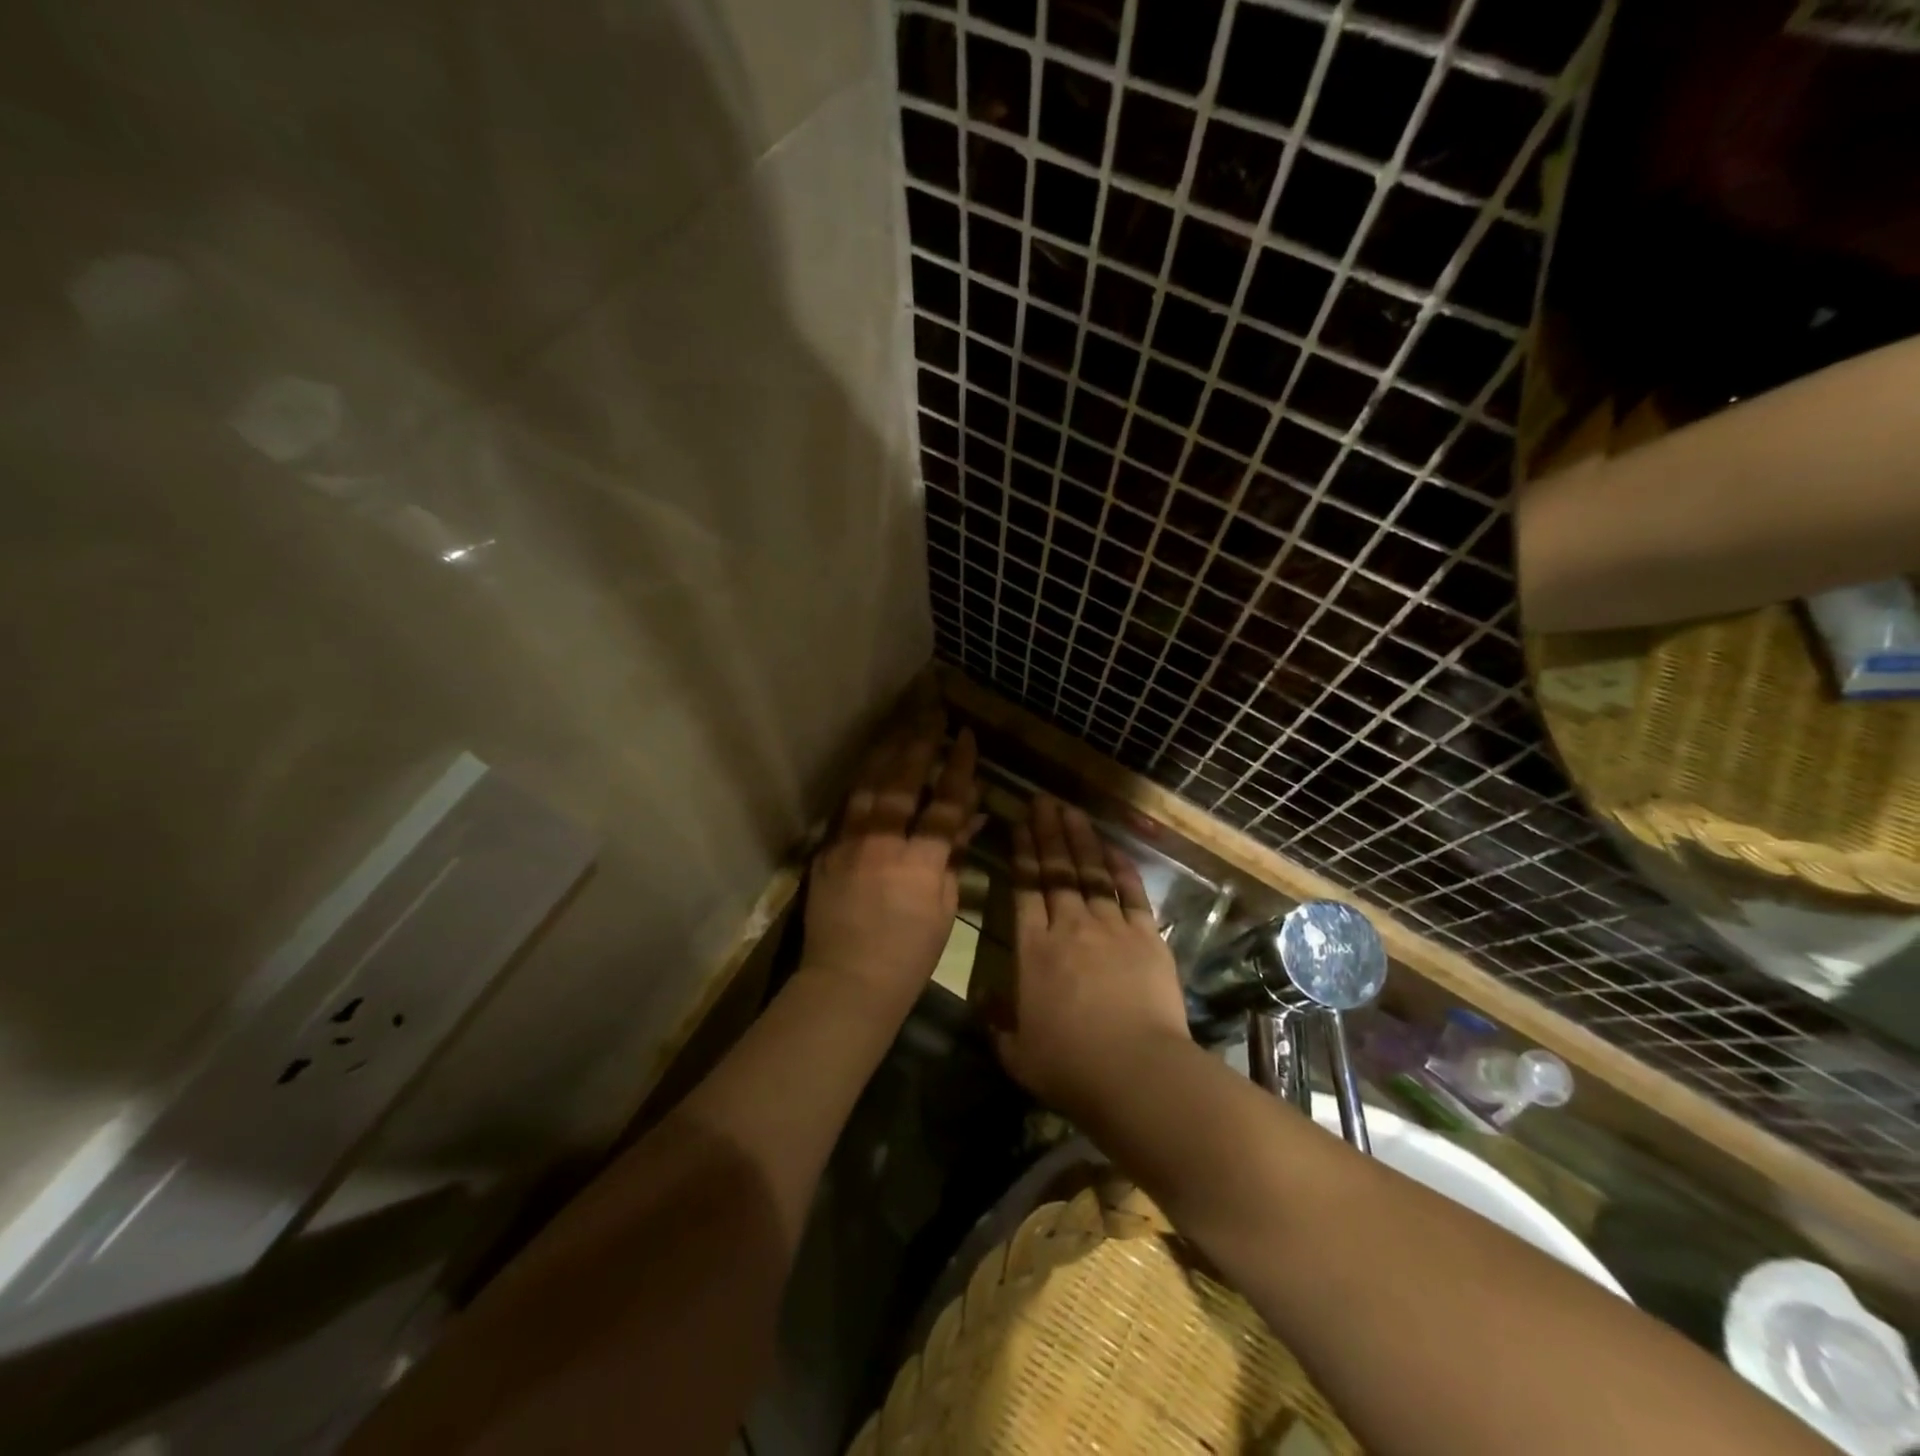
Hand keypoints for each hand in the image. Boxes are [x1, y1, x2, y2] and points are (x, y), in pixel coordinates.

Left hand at [800, 723, 980, 1018]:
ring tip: (901, 725)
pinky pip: (847, 808)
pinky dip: (862, 783)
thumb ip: (953, 858)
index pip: (944, 803)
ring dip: (887, 752)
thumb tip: (970, 819)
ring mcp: (848, 845)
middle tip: (932, 712)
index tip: (966, 737)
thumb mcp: (944, 908)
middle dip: (920, 743)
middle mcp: (881, 844)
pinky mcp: (826, 853)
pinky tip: (870, 766)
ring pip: (868, 786)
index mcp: (919, 863)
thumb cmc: (907, 956)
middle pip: (902, 782)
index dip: (958, 767)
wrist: (846, 983)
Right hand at [994, 797, 1191, 1114]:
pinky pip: (1131, 893)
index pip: (1024, 888)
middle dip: (1047, 832)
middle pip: (1056, 870)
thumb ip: (998, 1023)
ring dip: (1080, 839)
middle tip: (1042, 801)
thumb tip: (984, 1001)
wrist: (1136, 1073)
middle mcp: (1069, 927)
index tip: (1018, 823)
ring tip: (1070, 811)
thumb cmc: (1070, 1068)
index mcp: (1033, 950)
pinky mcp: (1145, 937)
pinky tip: (1113, 847)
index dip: (1021, 852)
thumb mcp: (1017, 1054)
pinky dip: (1122, 868)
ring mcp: (1110, 928)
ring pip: (1091, 872)